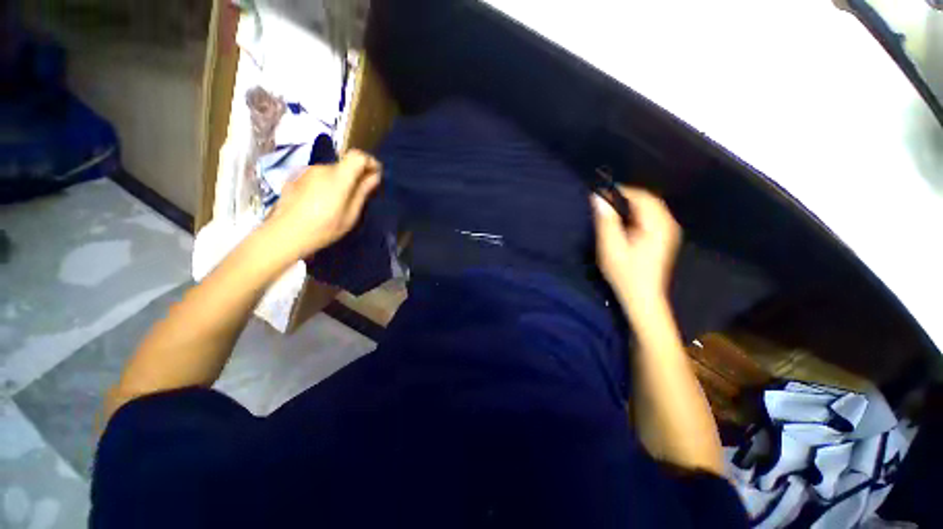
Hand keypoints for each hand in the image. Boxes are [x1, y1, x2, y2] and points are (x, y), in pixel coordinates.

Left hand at [265, 150, 380, 260]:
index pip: (358, 156)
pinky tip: (323, 203)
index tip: (376, 175)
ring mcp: (306, 172)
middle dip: (356, 175)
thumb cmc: (323, 228)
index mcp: (338, 176)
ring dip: (341, 181)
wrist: (283, 234)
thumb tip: (374, 177)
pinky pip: (319, 177)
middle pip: (345, 164)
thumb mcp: (350, 214)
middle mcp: (322, 168)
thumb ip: (363, 192)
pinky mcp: (296, 178)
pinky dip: (327, 185)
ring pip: (331, 171)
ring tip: (341, 202)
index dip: (370, 162)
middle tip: (361, 195)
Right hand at [592, 186, 680, 306]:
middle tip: (604, 202)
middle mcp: (667, 224)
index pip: (640, 196)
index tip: (600, 193)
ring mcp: (668, 230)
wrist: (642, 296)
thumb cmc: (625, 273)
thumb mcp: (611, 247)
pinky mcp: (664, 237)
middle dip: (625, 197)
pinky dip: (636, 213)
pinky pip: (651, 216)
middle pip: (647, 199)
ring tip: (610, 211)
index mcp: (656, 225)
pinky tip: (624, 222)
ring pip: (650, 206)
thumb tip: (597, 197)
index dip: (620, 191)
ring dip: (630, 205)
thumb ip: (606, 221)